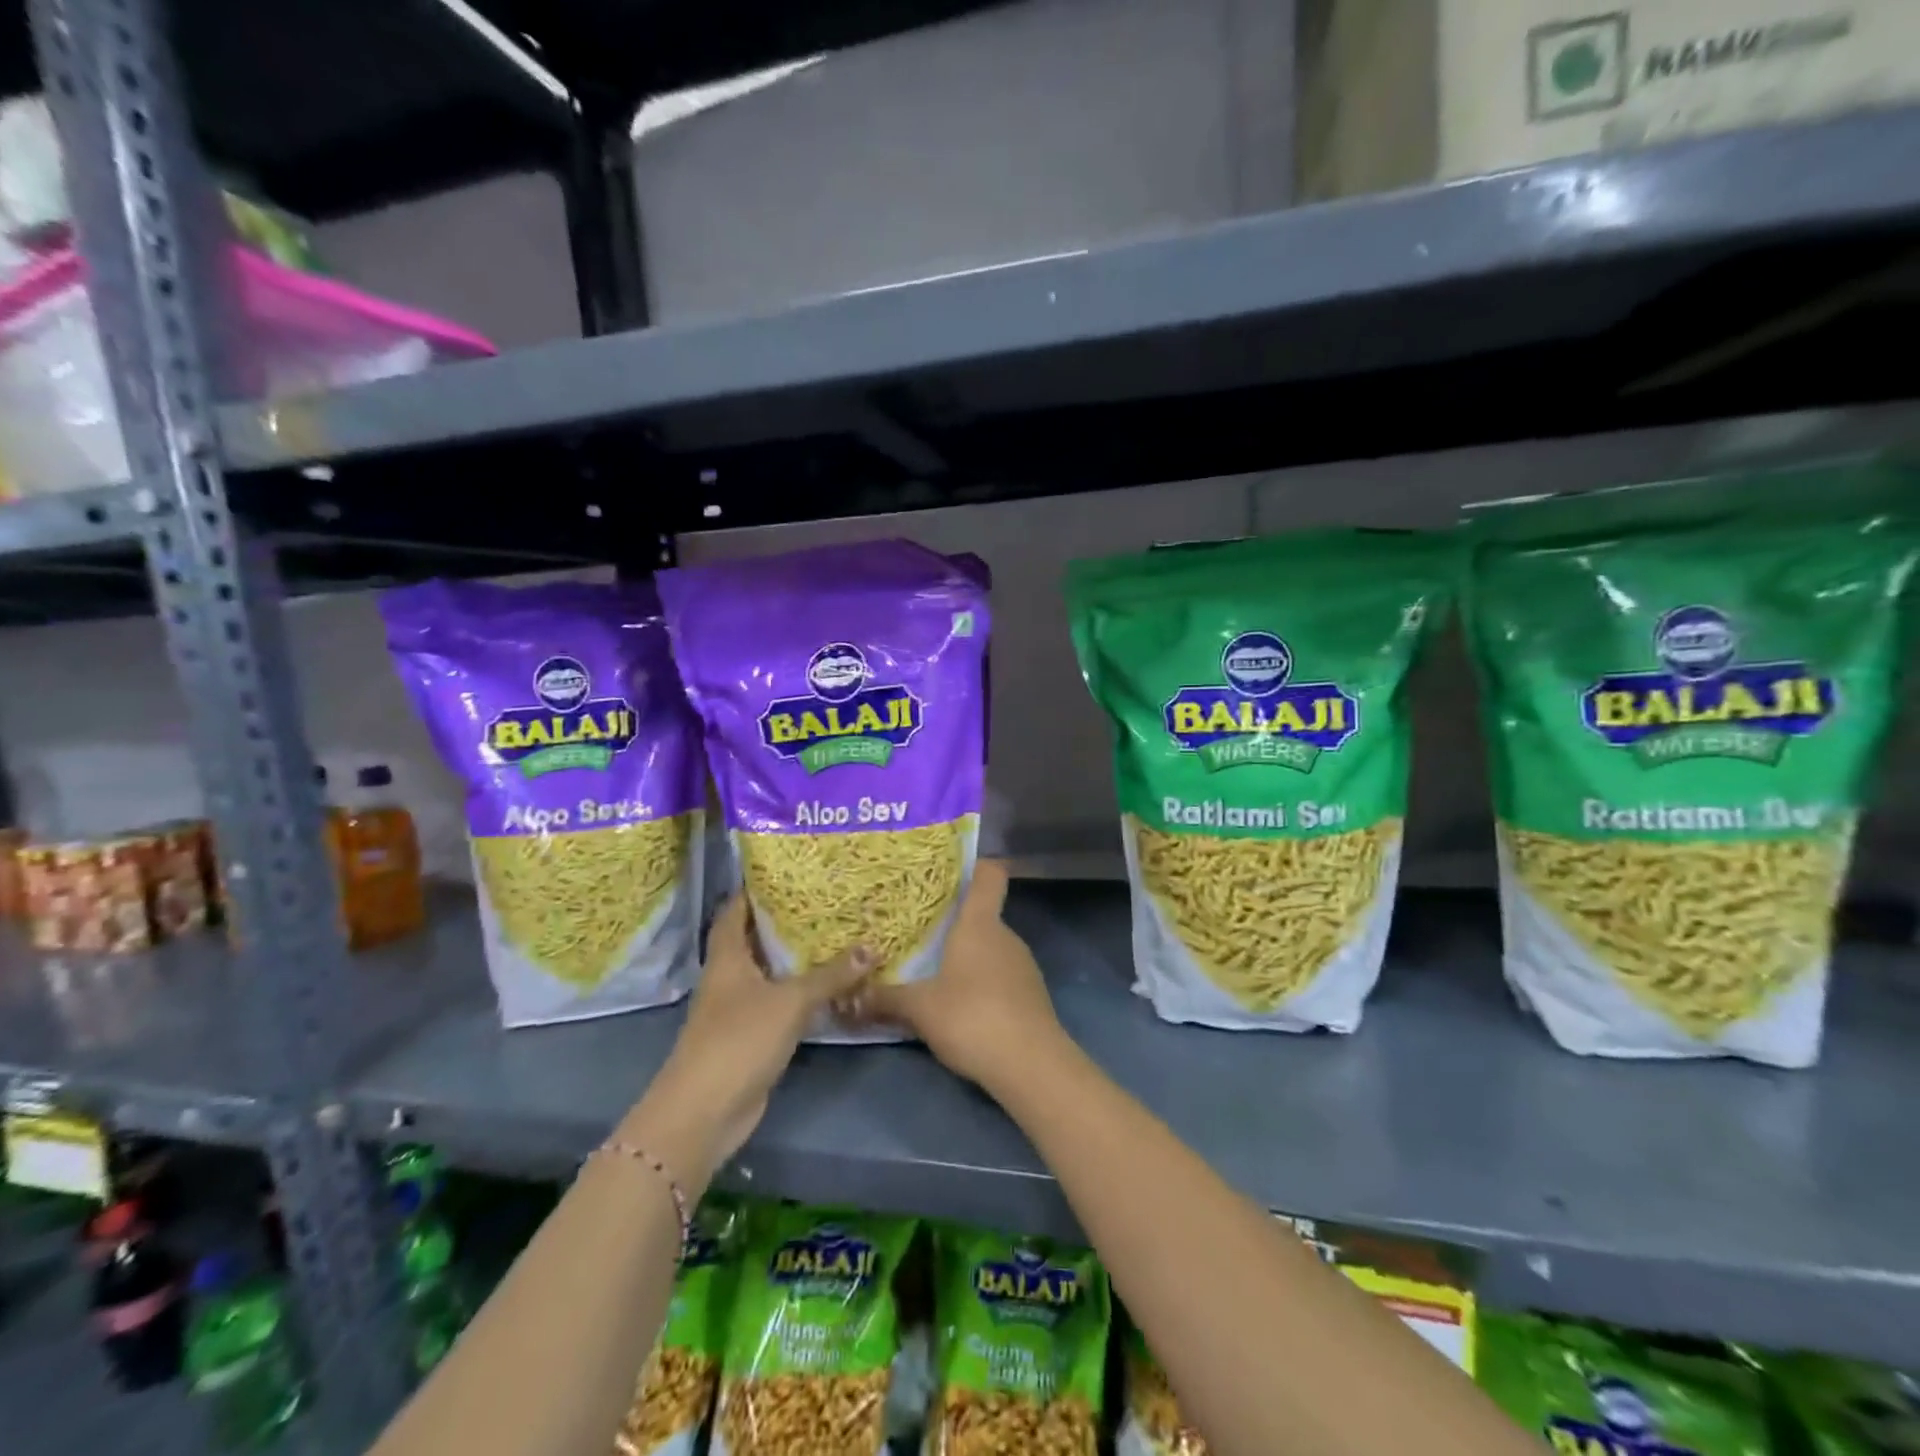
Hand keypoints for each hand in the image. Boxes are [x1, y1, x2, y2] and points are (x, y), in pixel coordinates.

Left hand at [620, 895, 873, 1187]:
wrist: (705, 1112)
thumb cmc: (739, 1040)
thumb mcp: (790, 1001)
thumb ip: (831, 975)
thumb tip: (872, 946)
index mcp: (727, 957)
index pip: (736, 910)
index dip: (756, 889)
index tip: (788, 870)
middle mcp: (729, 977)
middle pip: (755, 939)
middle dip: (786, 921)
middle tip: (825, 900)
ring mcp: (738, 1009)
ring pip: (770, 973)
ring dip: (796, 958)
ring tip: (835, 933)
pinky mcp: (752, 1037)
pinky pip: (779, 1004)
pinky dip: (801, 992)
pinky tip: (830, 985)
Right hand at [844, 860, 1065, 1091]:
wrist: (1030, 1065)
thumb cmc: (972, 1017)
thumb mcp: (919, 1009)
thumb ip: (885, 999)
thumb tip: (849, 998)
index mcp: (980, 924)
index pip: (990, 875)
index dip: (976, 866)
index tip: (951, 870)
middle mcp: (1006, 936)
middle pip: (982, 916)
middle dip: (953, 924)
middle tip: (919, 934)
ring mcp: (1023, 966)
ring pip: (990, 950)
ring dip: (966, 959)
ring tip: (933, 973)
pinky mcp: (1031, 996)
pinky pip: (1000, 978)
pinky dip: (981, 985)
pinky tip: (961, 1008)